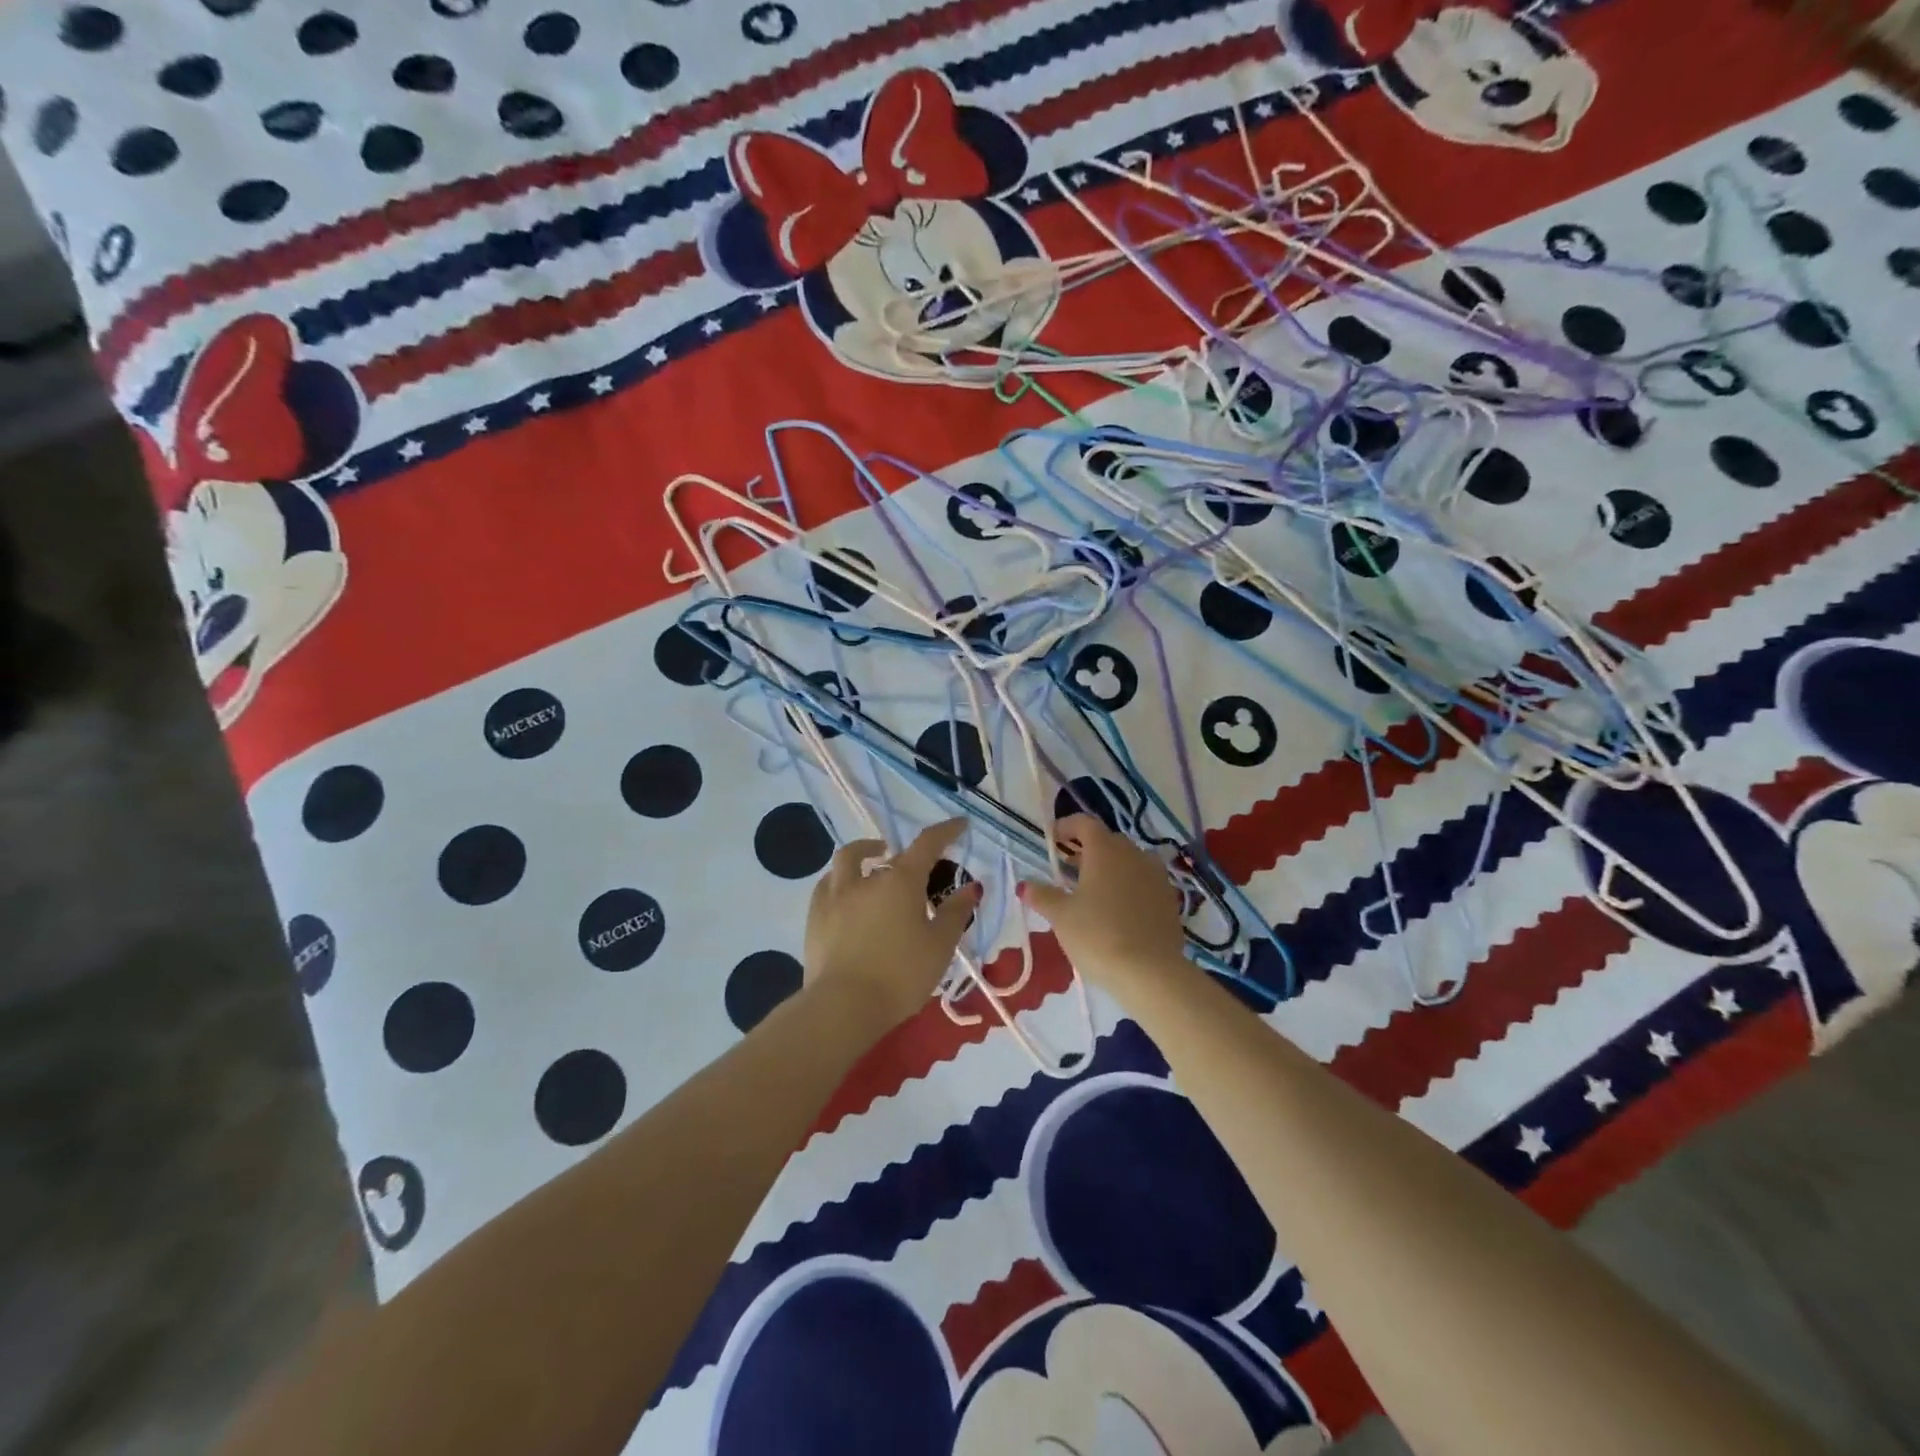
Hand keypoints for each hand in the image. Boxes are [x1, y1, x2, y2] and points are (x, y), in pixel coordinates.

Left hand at [804, 818, 980, 1030]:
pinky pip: (827, 884)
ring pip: (847, 860)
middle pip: (886, 853)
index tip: (960, 825)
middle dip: (904, 855)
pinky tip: (846, 894)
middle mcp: (866, 879)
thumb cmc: (900, 975)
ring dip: (864, 854)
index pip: (926, 844)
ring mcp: (835, 895)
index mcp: (901, 881)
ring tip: (874, 863)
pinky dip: (841, 880)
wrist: (843, 1006)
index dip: (945, 831)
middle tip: (916, 867)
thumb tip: (970, 887)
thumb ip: (955, 913)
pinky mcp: (814, 917)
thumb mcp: (939, 946)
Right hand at [1019, 815, 1189, 989]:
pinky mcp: (1170, 900)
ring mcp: (1156, 876)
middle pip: (1108, 841)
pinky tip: (1117, 910)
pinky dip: (1128, 886)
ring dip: (1110, 868)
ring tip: (1092, 890)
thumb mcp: (1061, 917)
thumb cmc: (1098, 936)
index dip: (1066, 826)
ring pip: (1129, 861)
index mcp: (1105, 850)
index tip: (1052, 839)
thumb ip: (1042, 896)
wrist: (1151, 973)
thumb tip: (1026, 885)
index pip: (1085, 823)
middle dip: (1086, 849)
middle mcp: (1134, 854)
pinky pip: (1144, 882)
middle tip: (1067, 868)